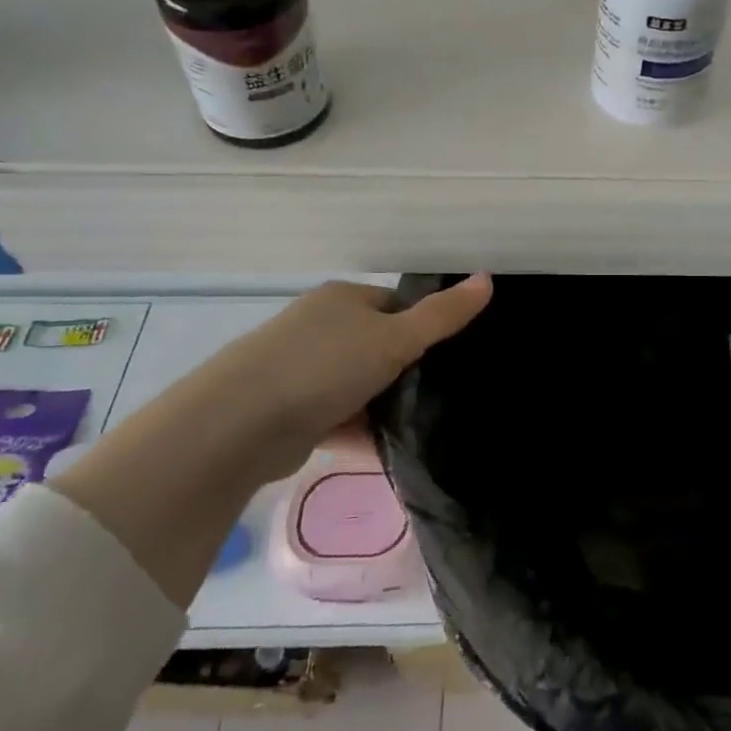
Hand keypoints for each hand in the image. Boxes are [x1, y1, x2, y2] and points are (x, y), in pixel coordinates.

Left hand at [219, 276, 492, 482]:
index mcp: (343, 300)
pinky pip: (337, 418)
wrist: (242, 423)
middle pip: (376, 346)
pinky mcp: (290, 411)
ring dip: (381, 406)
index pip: (395, 305)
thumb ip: (442, 315)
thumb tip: (488, 279)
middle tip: (439, 395)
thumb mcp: (395, 338)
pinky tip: (387, 452)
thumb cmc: (326, 365)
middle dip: (404, 371)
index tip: (450, 357)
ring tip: (421, 427)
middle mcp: (319, 327)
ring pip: (357, 385)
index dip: (423, 327)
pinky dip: (358, 432)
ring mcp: (301, 369)